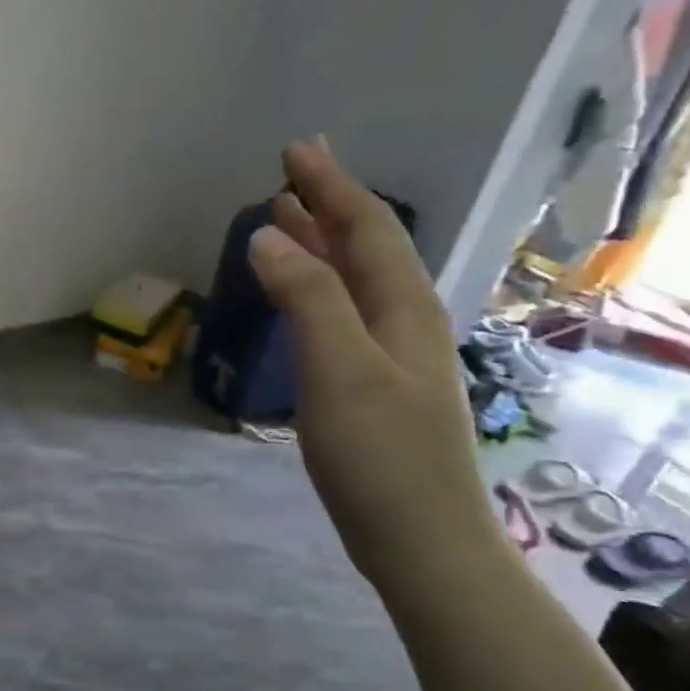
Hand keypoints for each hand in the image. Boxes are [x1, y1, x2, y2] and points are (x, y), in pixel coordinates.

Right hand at [248, 141, 504, 585]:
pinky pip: (342, 311)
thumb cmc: (381, 455)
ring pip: (354, 279)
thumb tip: (268, 235)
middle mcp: (403, 320)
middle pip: (365, 246)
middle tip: (293, 169)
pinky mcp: (372, 382)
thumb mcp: (340, 371)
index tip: (294, 150)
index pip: (365, 229)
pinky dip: (316, 285)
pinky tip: (299, 290)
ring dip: (321, 242)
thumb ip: (307, 298)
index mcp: (403, 308)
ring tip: (288, 215)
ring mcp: (391, 353)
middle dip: (329, 203)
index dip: (330, 186)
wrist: (421, 540)